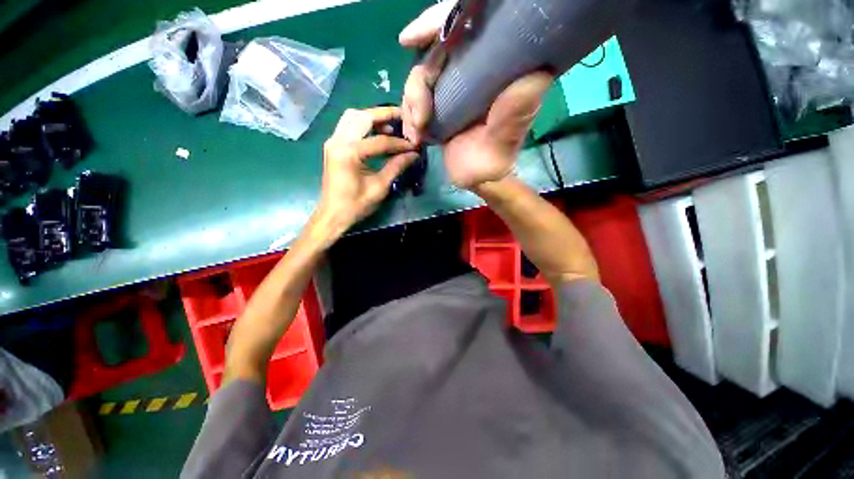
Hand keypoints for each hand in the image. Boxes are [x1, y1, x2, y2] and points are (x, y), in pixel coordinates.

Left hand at [310, 107, 417, 245]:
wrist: (332, 214)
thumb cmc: (355, 205)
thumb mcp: (379, 187)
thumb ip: (396, 167)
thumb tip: (413, 155)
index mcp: (349, 153)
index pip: (380, 141)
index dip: (400, 143)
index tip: (414, 146)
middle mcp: (337, 141)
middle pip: (362, 117)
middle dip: (384, 115)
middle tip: (403, 118)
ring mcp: (333, 141)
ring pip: (352, 117)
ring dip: (372, 117)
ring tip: (390, 126)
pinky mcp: (333, 145)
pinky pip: (348, 125)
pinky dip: (363, 124)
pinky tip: (376, 132)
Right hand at [399, 1, 553, 188]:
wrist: (479, 178)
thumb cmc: (496, 155)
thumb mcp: (509, 131)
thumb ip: (519, 105)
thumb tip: (537, 71)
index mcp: (490, 69)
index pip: (460, 31)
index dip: (433, 26)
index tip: (409, 40)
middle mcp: (470, 73)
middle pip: (431, 59)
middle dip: (417, 89)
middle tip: (420, 121)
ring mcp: (451, 91)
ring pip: (418, 82)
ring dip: (411, 108)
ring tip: (417, 135)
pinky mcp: (438, 108)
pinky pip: (414, 103)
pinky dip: (409, 119)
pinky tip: (414, 137)